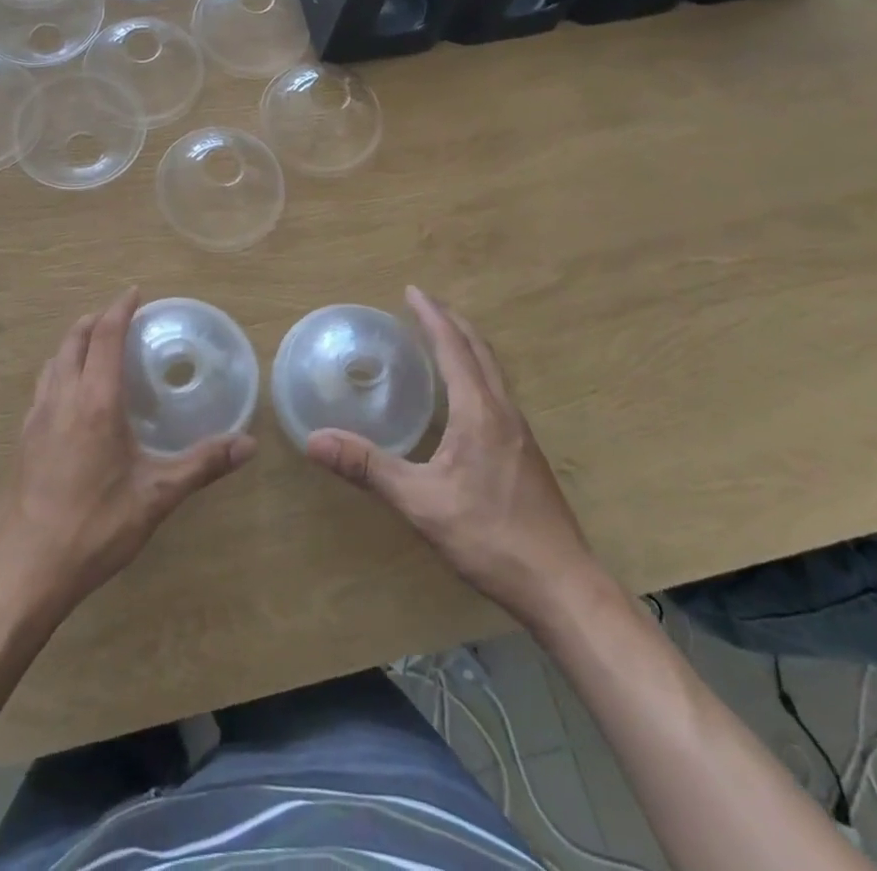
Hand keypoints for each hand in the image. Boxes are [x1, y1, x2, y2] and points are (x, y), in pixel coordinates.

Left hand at [0, 287, 256, 615]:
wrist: (24, 570)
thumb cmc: (94, 527)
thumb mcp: (156, 497)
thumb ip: (202, 465)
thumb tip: (248, 444)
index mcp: (95, 402)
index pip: (106, 336)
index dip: (120, 309)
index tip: (135, 293)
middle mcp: (62, 398)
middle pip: (74, 340)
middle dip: (95, 320)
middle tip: (118, 316)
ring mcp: (35, 418)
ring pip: (53, 362)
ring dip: (74, 343)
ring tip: (95, 348)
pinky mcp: (22, 440)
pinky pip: (43, 386)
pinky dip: (60, 371)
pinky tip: (72, 398)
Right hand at [305, 286, 607, 630]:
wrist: (562, 587)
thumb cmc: (490, 537)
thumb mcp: (420, 502)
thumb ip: (367, 467)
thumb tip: (314, 439)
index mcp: (479, 412)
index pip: (454, 347)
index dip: (432, 316)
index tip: (412, 290)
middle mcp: (504, 412)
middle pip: (480, 351)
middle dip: (451, 322)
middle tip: (423, 305)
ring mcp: (520, 434)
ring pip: (493, 372)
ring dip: (466, 346)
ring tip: (440, 341)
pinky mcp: (525, 455)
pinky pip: (497, 394)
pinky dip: (475, 374)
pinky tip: (463, 399)